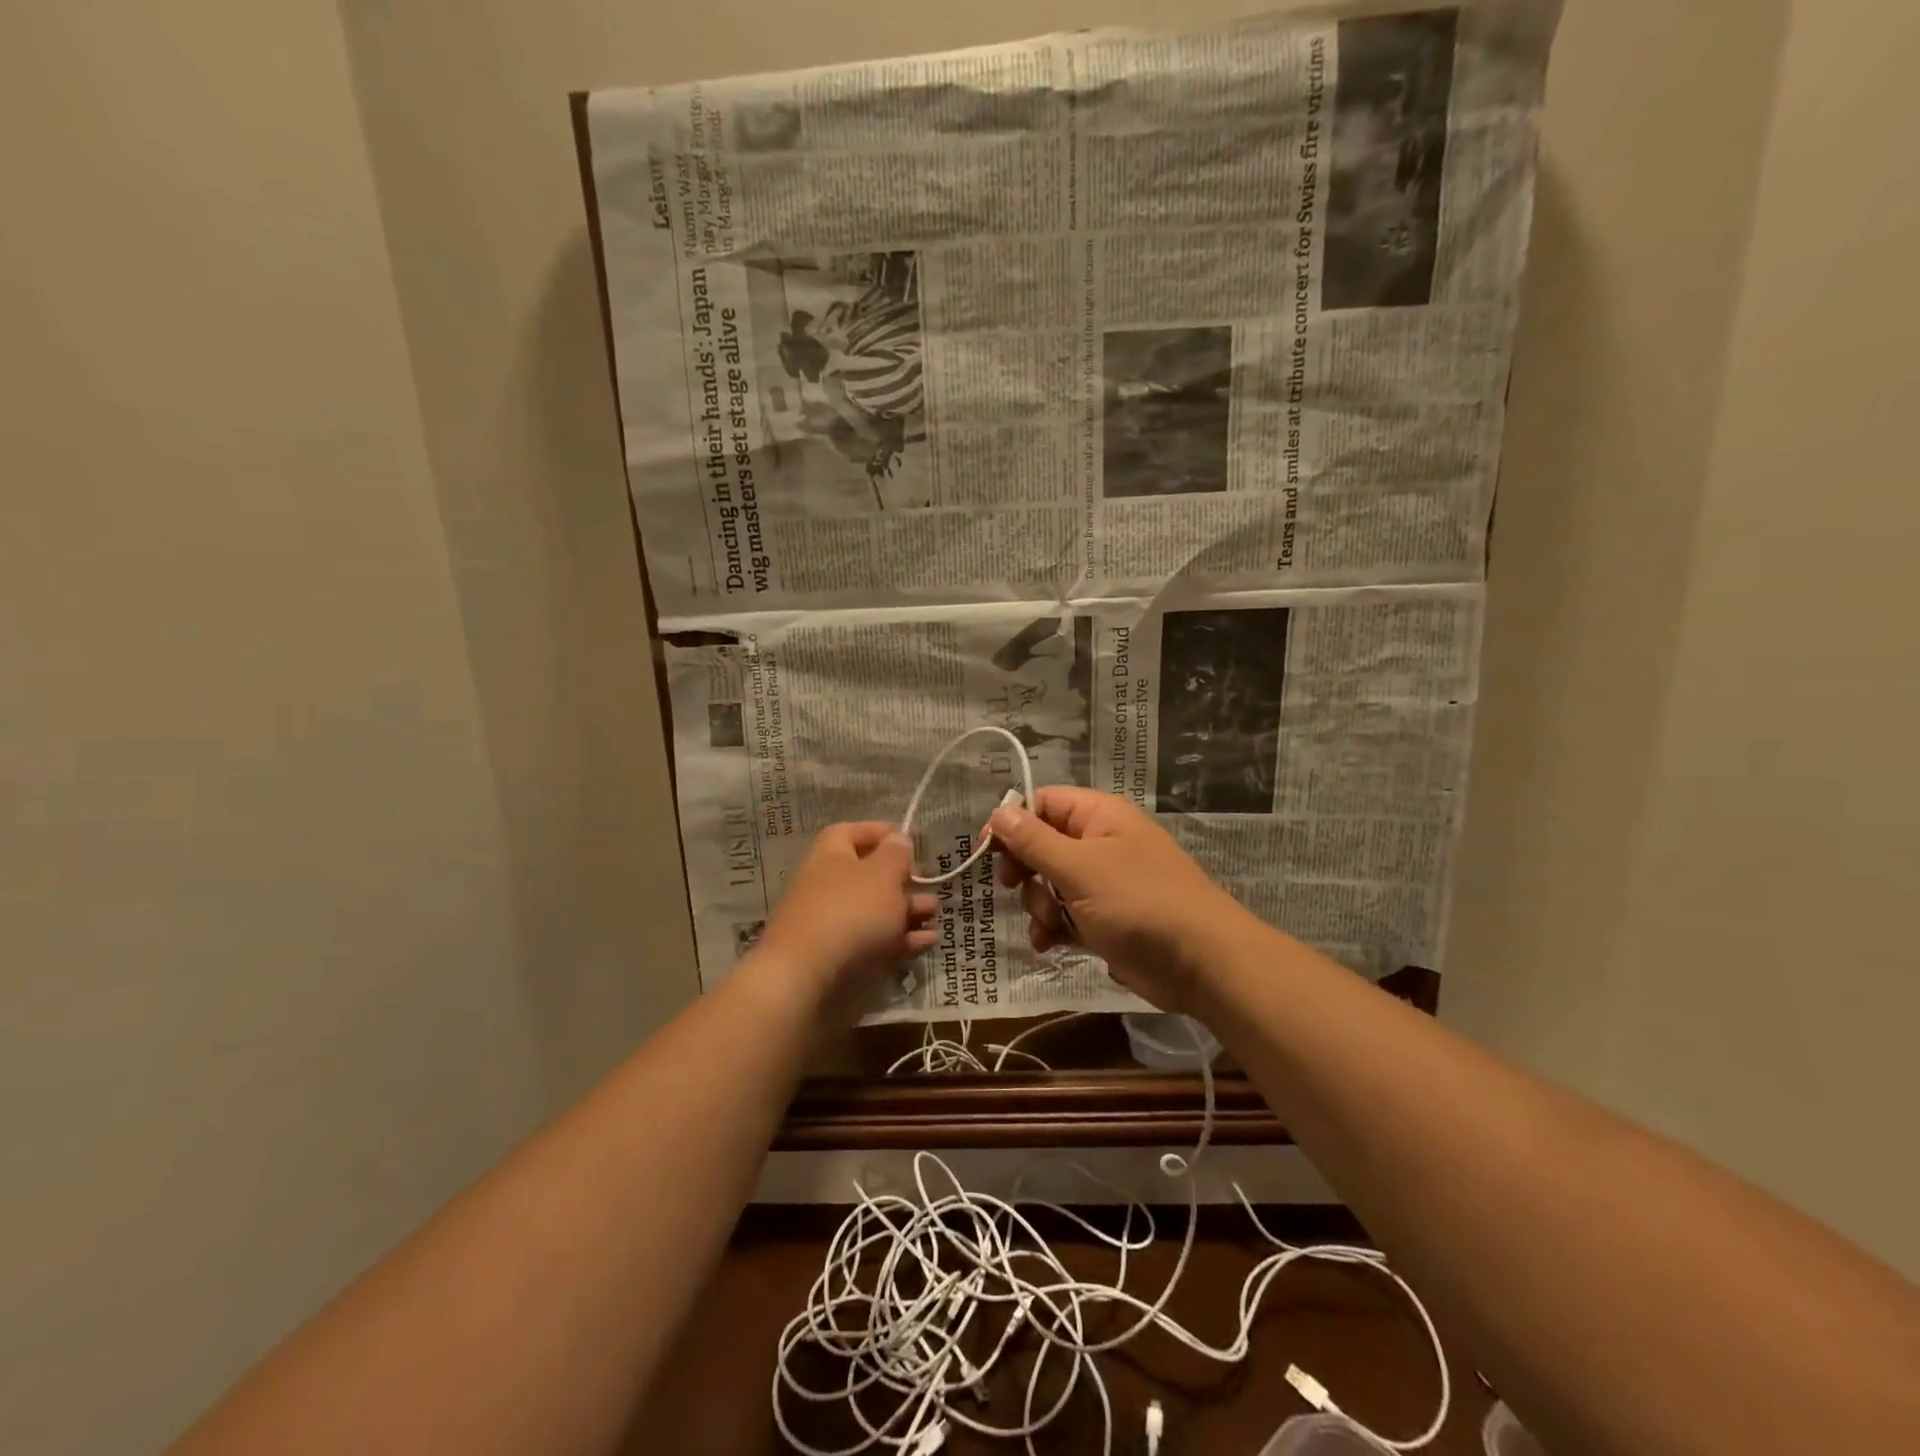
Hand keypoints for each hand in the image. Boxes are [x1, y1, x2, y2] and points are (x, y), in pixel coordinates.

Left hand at [754, 823, 937, 1019]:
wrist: (807, 978)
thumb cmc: (850, 911)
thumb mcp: (883, 874)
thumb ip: (896, 854)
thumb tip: (898, 840)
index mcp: (830, 855)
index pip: (852, 832)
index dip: (881, 833)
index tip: (909, 841)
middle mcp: (828, 884)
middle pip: (868, 874)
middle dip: (902, 879)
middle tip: (929, 883)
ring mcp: (832, 923)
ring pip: (875, 910)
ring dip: (907, 909)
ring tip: (935, 912)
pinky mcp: (840, 957)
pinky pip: (875, 940)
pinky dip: (902, 939)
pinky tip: (928, 941)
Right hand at [989, 788, 1250, 1012]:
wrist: (1201, 963)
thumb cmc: (1138, 902)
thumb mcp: (1079, 868)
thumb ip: (1034, 841)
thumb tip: (999, 811)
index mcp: (1099, 816)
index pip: (1043, 803)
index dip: (1012, 823)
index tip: (986, 850)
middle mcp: (1100, 843)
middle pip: (1042, 845)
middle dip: (1026, 870)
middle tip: (1015, 886)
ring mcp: (1103, 883)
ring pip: (1050, 884)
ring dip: (1039, 905)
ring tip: (1052, 923)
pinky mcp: (1105, 919)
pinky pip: (1065, 914)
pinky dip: (1053, 927)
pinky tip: (1049, 944)